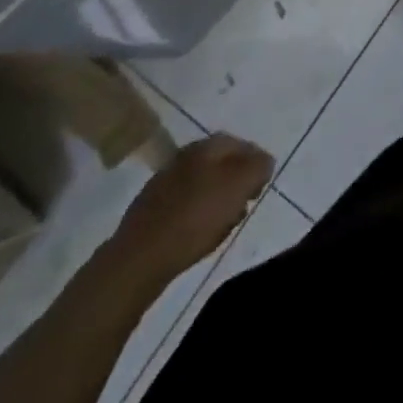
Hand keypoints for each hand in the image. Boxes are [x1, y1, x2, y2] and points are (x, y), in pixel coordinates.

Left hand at [109, 133, 272, 279]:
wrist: (137, 259)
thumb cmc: (194, 218)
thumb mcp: (238, 187)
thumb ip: (257, 167)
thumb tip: (264, 160)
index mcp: (206, 146)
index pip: (241, 143)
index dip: (256, 162)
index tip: (263, 185)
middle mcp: (184, 156)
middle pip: (221, 163)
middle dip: (237, 180)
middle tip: (247, 202)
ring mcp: (164, 182)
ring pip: (203, 184)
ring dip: (218, 198)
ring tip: (226, 222)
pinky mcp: (151, 210)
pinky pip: (185, 204)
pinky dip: (198, 213)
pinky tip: (200, 233)